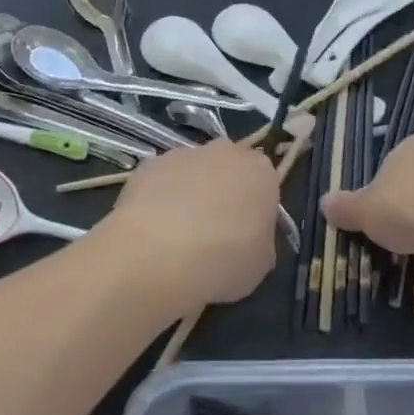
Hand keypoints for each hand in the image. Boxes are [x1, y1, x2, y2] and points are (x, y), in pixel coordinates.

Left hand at [104, 141, 279, 312]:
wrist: (160, 252)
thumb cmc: (224, 259)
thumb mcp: (261, 263)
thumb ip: (260, 241)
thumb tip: (249, 238)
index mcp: (260, 171)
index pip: (264, 182)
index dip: (254, 208)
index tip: (246, 234)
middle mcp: (225, 152)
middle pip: (228, 169)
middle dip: (222, 192)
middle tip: (213, 232)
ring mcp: (184, 153)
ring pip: (193, 172)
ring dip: (189, 194)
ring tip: (176, 236)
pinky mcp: (149, 164)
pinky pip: (160, 181)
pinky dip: (158, 199)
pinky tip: (151, 231)